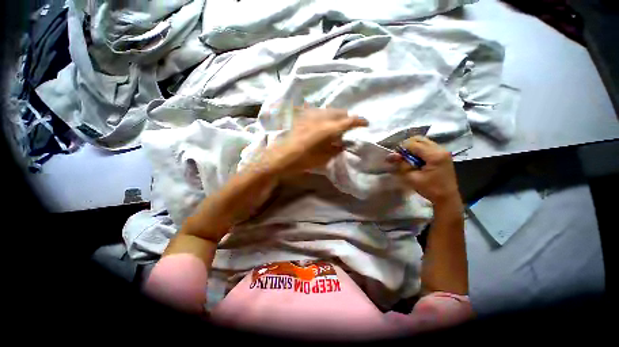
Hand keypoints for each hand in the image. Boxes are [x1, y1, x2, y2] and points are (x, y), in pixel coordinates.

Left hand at [263, 107, 367, 174]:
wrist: (281, 157)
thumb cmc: (304, 160)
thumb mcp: (324, 158)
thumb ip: (336, 148)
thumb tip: (343, 143)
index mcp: (328, 129)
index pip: (349, 121)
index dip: (360, 121)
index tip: (366, 123)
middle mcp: (321, 118)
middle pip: (339, 112)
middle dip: (347, 118)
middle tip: (349, 127)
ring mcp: (310, 116)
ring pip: (329, 110)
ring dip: (336, 116)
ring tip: (336, 126)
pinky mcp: (303, 117)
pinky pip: (318, 112)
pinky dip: (325, 116)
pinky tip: (322, 124)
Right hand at [387, 136, 459, 204]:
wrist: (447, 197)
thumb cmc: (429, 189)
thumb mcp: (412, 178)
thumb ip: (401, 164)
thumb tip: (391, 155)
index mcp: (434, 155)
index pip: (413, 144)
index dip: (401, 148)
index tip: (395, 157)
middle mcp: (440, 149)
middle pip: (419, 139)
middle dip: (407, 146)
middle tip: (400, 156)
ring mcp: (443, 151)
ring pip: (423, 141)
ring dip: (413, 147)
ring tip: (407, 158)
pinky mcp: (443, 154)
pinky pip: (428, 146)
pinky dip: (419, 150)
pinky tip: (416, 159)